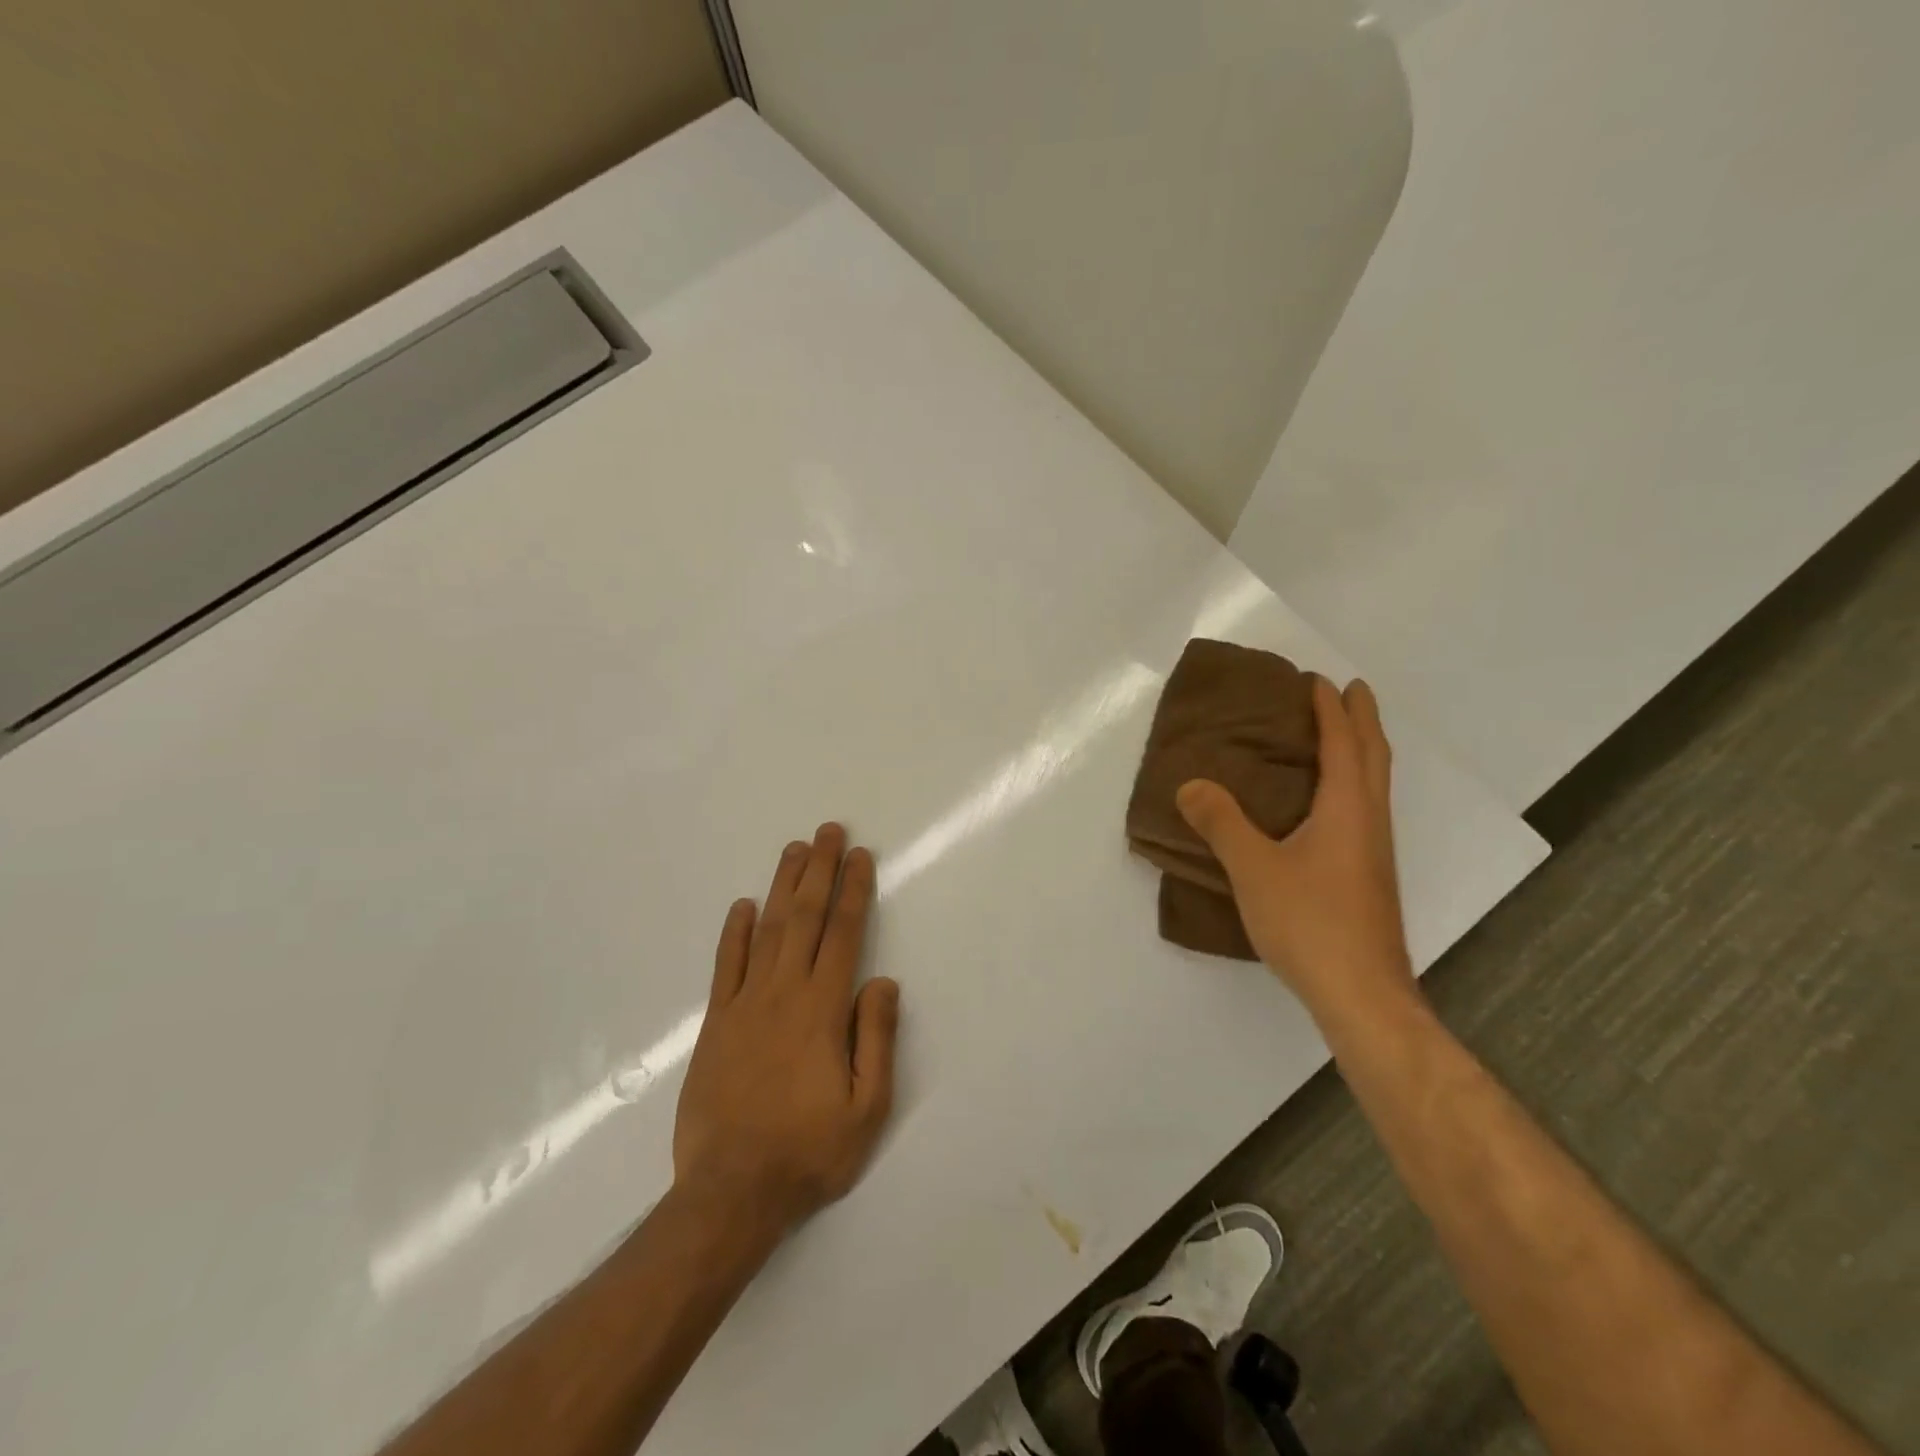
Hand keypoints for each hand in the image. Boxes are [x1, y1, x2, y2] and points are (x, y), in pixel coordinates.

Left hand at [672, 824, 900, 1238]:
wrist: (731, 1192)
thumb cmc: (808, 1151)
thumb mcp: (868, 1108)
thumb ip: (877, 1039)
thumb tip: (883, 981)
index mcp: (823, 1009)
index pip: (844, 934)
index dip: (853, 890)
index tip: (860, 855)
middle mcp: (784, 993)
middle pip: (806, 918)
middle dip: (820, 870)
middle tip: (828, 830)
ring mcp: (745, 1004)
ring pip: (768, 930)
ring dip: (783, 887)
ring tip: (795, 850)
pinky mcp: (716, 1023)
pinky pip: (726, 966)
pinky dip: (735, 933)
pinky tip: (743, 906)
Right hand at [1175, 677, 1416, 1022]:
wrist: (1362, 994)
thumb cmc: (1311, 922)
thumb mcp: (1254, 868)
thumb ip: (1221, 823)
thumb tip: (1190, 784)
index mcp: (1348, 809)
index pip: (1344, 744)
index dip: (1332, 710)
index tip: (1319, 679)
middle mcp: (1370, 823)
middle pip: (1374, 758)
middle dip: (1363, 720)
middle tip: (1348, 692)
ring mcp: (1375, 853)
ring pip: (1374, 786)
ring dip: (1361, 752)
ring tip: (1337, 738)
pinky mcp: (1369, 879)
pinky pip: (1364, 811)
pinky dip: (1351, 786)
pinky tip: (1326, 809)